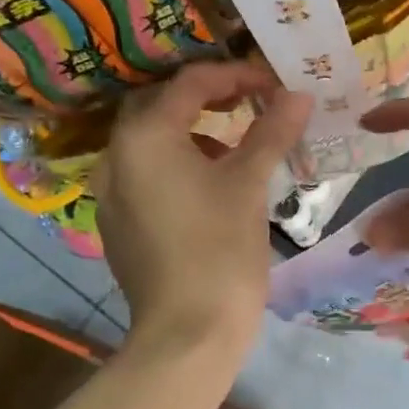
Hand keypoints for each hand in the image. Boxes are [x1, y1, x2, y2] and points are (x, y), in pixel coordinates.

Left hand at [95, 61, 311, 361]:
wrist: (187, 333)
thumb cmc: (220, 250)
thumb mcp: (249, 185)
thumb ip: (271, 132)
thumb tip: (297, 95)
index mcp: (145, 137)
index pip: (189, 84)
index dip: (234, 76)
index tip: (272, 85)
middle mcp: (116, 157)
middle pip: (160, 108)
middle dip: (205, 100)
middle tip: (248, 104)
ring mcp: (110, 195)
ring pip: (150, 145)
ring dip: (190, 135)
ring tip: (234, 151)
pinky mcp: (117, 226)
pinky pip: (145, 178)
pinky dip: (175, 168)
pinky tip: (208, 191)